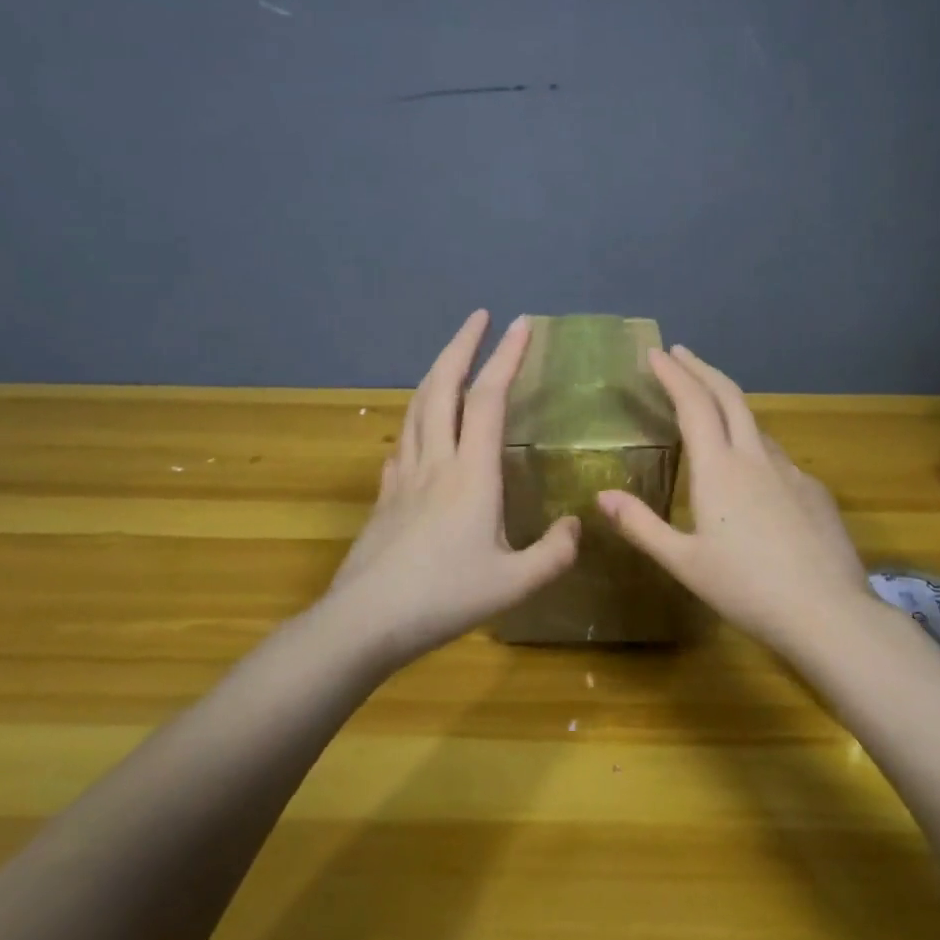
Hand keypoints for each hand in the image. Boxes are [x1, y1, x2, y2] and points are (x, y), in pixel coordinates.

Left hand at [324, 310, 580, 661]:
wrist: (364, 622)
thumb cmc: (443, 598)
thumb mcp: (514, 584)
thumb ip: (554, 553)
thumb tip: (574, 525)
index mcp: (470, 474)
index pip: (488, 399)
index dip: (506, 357)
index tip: (521, 324)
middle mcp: (435, 462)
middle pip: (442, 387)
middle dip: (462, 345)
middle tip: (478, 317)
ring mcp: (403, 476)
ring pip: (417, 408)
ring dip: (437, 372)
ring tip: (452, 357)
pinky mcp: (385, 496)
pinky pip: (402, 441)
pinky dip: (416, 418)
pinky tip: (420, 429)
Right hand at [597, 344, 874, 652]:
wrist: (828, 614)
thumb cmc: (747, 589)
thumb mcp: (684, 562)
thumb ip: (641, 526)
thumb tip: (602, 495)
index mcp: (720, 469)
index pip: (693, 404)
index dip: (673, 374)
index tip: (656, 352)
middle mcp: (757, 457)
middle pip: (729, 396)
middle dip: (702, 369)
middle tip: (681, 353)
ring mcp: (791, 472)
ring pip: (756, 424)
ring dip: (729, 404)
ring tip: (710, 406)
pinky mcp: (814, 491)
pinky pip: (777, 456)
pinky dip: (754, 444)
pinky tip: (753, 471)